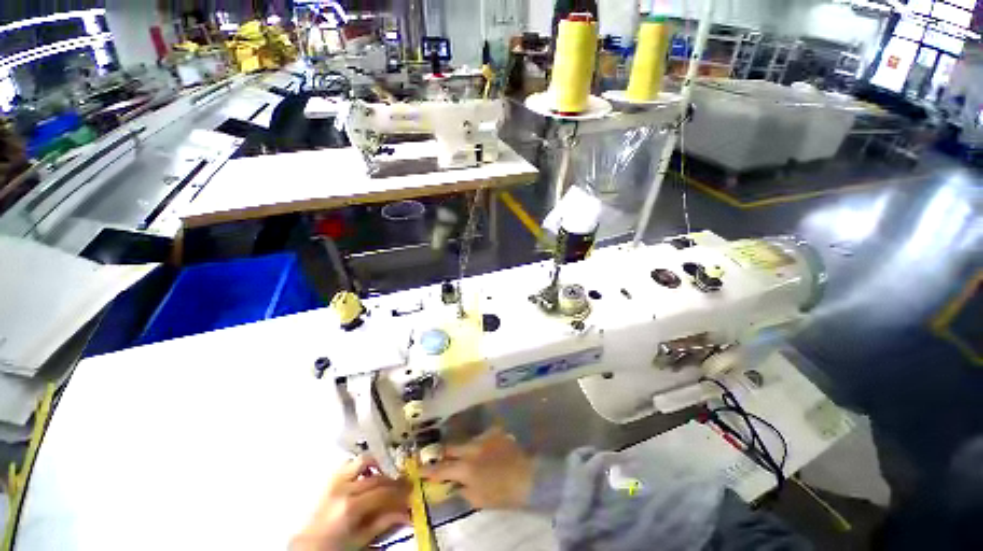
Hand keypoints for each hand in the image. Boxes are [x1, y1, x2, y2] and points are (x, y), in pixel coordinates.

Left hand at [291, 456, 410, 550]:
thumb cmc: (333, 548)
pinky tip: (368, 474)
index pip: (384, 492)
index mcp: (350, 506)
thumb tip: (407, 512)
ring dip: (378, 466)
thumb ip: (383, 523)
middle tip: (405, 485)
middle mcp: (343, 488)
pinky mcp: (329, 479)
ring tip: (387, 476)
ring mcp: (334, 481)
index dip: (401, 492)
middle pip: (377, 477)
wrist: (305, 547)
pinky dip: (362, 465)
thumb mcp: (360, 540)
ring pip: (363, 461)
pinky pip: (349, 463)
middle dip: (394, 481)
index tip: (413, 491)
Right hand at [421, 427, 532, 508]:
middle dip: (443, 453)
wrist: (527, 477)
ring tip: (465, 455)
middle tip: (438, 457)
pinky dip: (480, 444)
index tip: (418, 469)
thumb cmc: (502, 493)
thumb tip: (453, 484)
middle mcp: (472, 449)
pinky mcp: (495, 432)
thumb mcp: (478, 499)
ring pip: (466, 441)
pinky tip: (484, 450)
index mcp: (466, 468)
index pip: (442, 469)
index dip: (428, 470)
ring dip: (463, 448)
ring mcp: (484, 438)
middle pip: (451, 448)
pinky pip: (482, 436)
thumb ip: (462, 490)